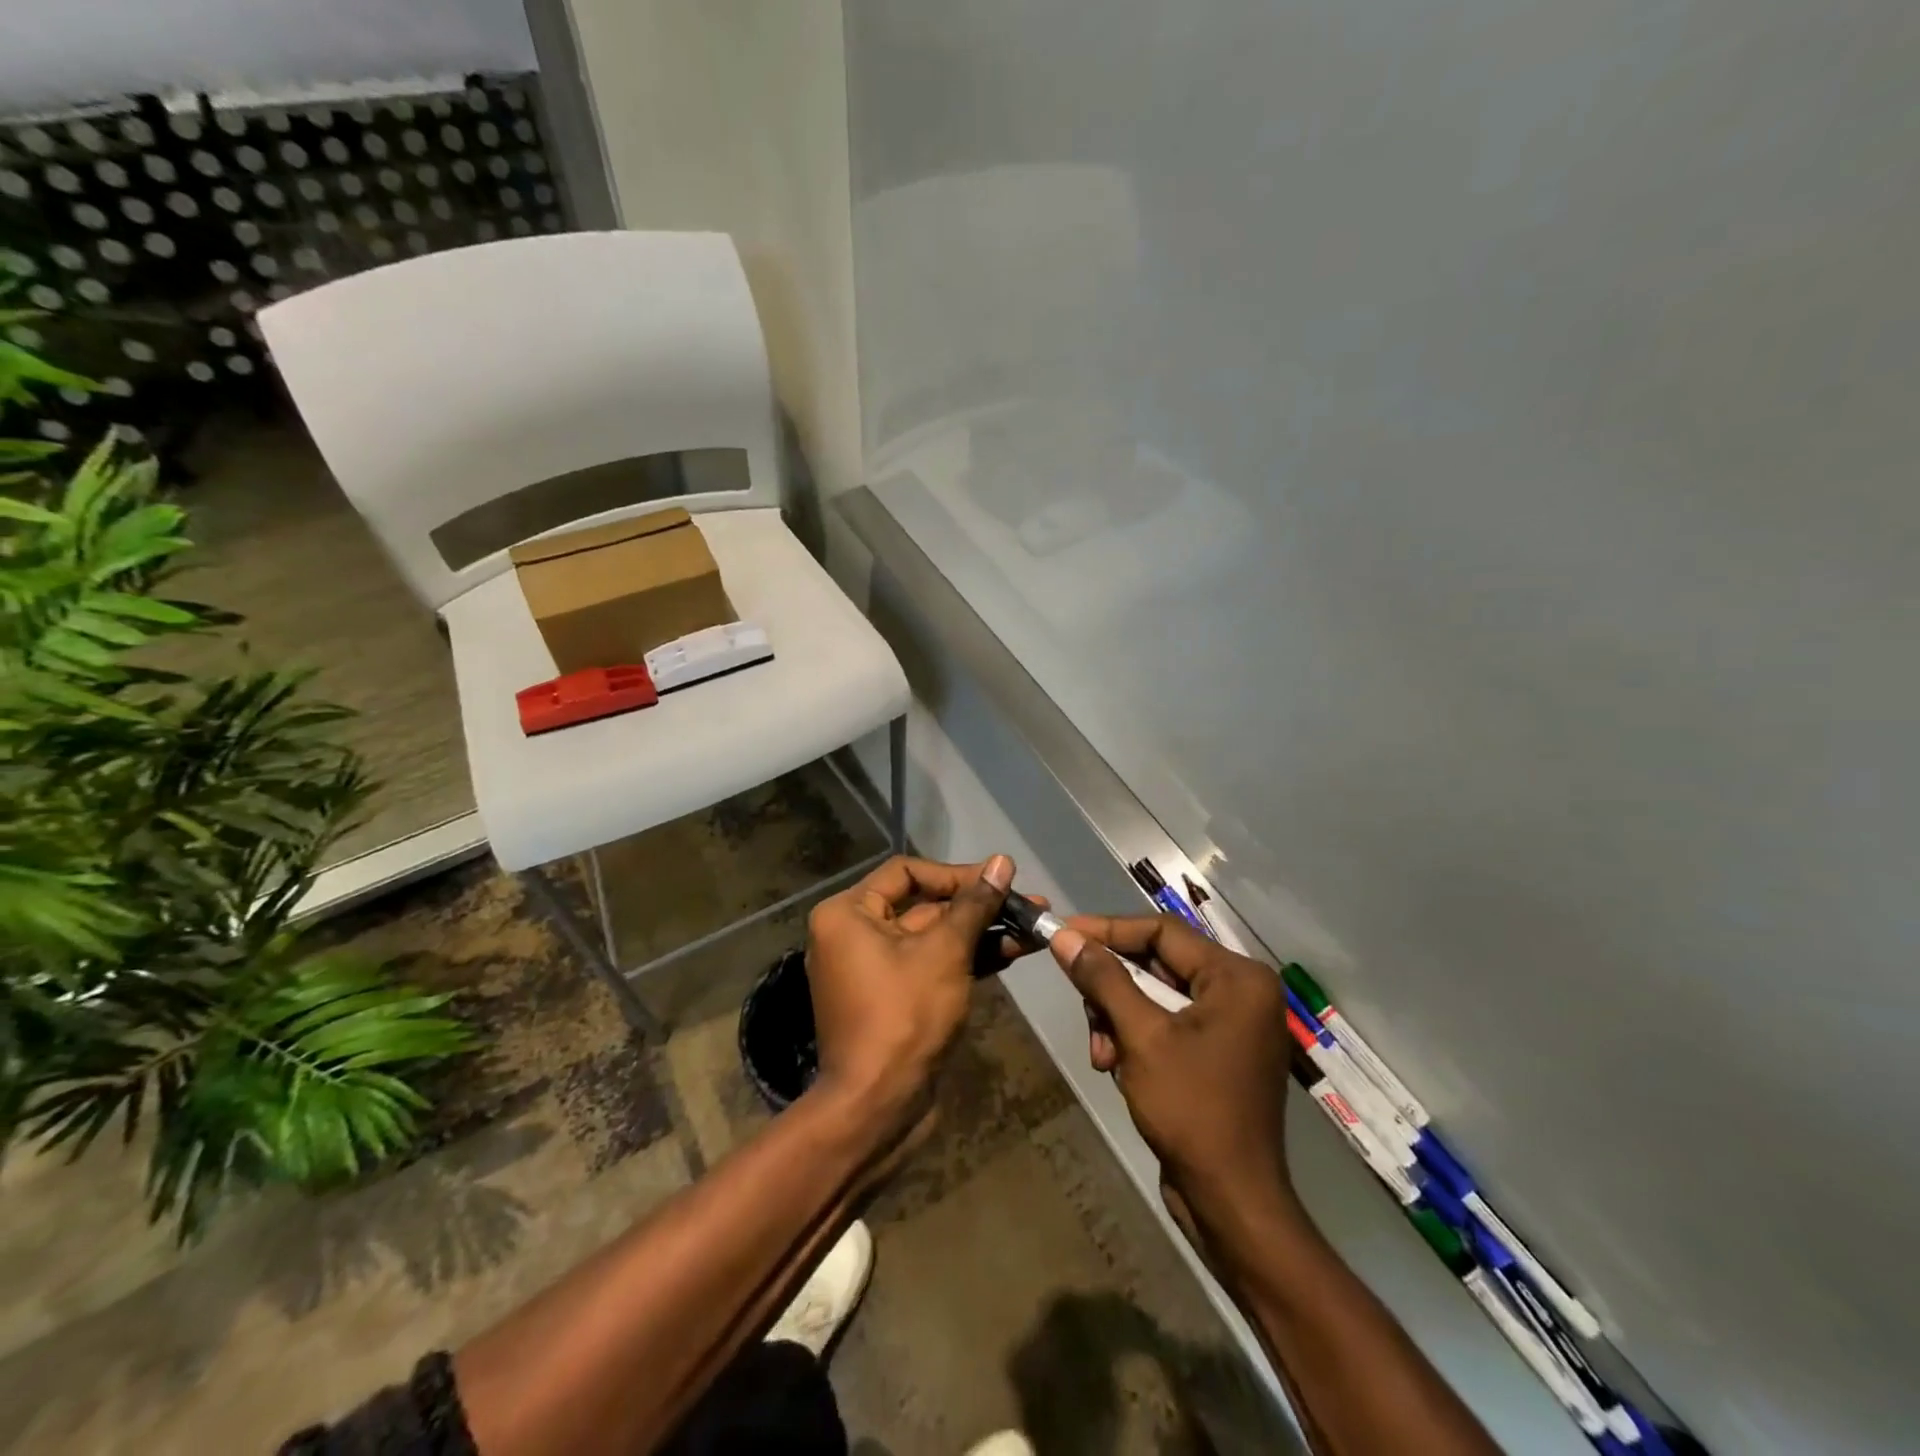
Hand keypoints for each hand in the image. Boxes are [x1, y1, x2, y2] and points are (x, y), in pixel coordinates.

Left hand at [804, 854, 1014, 1139]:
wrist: (878, 1108)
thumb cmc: (904, 1016)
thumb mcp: (945, 952)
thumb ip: (974, 905)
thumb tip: (1002, 861)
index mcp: (849, 913)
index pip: (906, 872)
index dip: (956, 875)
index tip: (998, 882)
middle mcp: (854, 934)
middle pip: (923, 905)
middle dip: (978, 907)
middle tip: (1029, 905)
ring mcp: (874, 969)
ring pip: (934, 938)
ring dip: (981, 933)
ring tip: (1032, 930)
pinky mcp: (895, 999)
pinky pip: (932, 966)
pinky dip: (967, 960)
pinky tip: (1011, 954)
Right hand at [1049, 915, 1293, 1216]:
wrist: (1232, 1202)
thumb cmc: (1192, 1110)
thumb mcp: (1140, 1036)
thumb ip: (1103, 979)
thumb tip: (1064, 936)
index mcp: (1237, 977)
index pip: (1161, 930)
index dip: (1107, 930)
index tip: (1062, 933)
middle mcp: (1241, 991)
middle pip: (1157, 963)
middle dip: (1113, 988)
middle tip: (1082, 1006)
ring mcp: (1232, 1023)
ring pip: (1155, 995)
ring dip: (1119, 1019)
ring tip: (1103, 1055)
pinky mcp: (1218, 1051)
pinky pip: (1166, 1023)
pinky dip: (1136, 1038)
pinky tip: (1118, 1068)